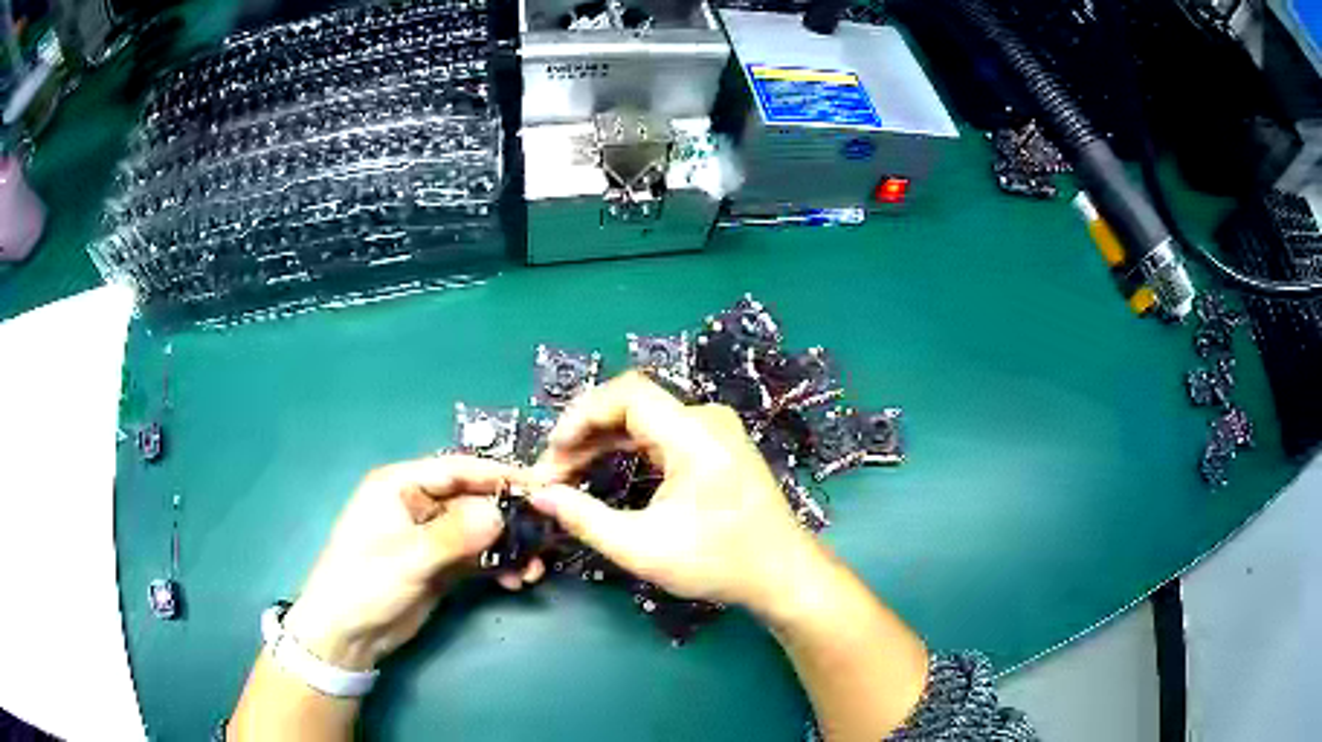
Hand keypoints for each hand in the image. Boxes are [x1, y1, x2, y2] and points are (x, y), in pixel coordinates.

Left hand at [282, 455, 540, 670]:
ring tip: (533, 569)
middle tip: (544, 535)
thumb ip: (455, 534)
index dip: (496, 475)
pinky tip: (515, 581)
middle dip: (508, 519)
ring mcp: (431, 538)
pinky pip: (476, 558)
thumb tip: (501, 513)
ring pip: (479, 532)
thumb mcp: (408, 557)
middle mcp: (418, 506)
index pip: (455, 470)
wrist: (348, 635)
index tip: (537, 485)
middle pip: (473, 501)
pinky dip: (497, 566)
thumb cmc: (365, 583)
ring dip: (508, 548)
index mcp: (400, 486)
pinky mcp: (439, 566)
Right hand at [526, 372, 821, 611]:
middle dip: (585, 434)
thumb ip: (584, 519)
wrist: (781, 574)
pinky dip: (628, 448)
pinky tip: (602, 468)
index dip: (581, 414)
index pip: (627, 394)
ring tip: (568, 472)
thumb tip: (540, 496)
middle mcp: (706, 419)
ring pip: (644, 419)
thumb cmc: (718, 563)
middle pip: (632, 405)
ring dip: (603, 441)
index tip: (552, 451)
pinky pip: (661, 433)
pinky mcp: (716, 445)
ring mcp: (714, 430)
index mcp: (695, 434)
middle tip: (552, 472)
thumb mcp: (642, 548)